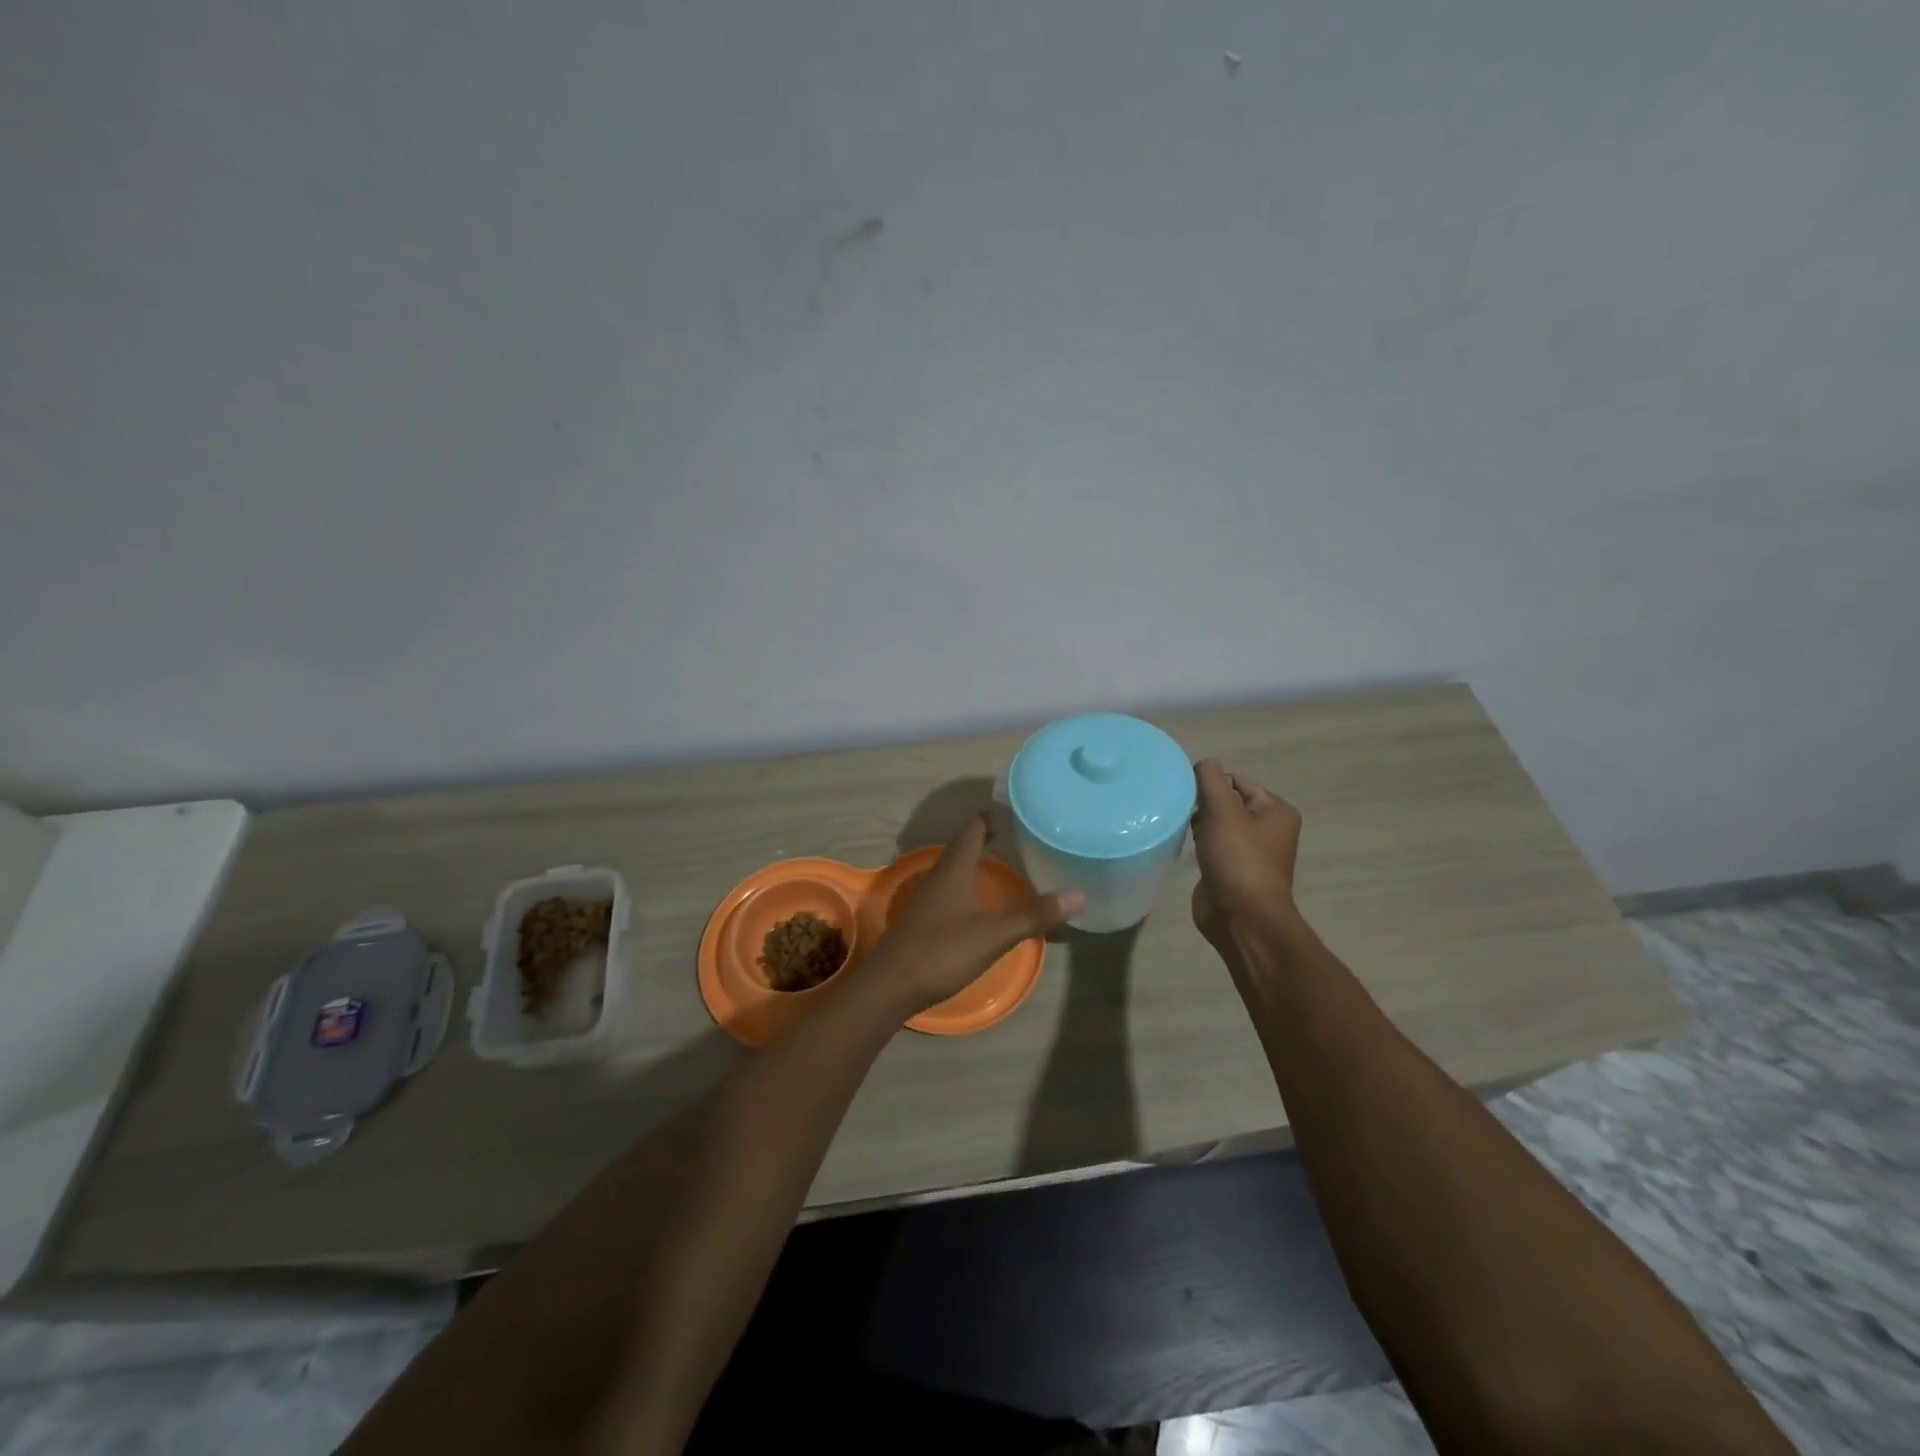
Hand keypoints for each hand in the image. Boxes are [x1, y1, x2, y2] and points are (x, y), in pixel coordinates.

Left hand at [858, 817, 1084, 1014]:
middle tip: (1019, 834)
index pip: (974, 828)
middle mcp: (939, 874)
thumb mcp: (994, 934)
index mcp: (954, 868)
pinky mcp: (924, 917)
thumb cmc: (943, 950)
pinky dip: (968, 883)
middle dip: (988, 836)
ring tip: (1004, 861)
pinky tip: (980, 899)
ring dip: (976, 860)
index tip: (1017, 811)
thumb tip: (1078, 894)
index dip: (994, 816)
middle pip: (964, 845)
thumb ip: (1034, 915)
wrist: (891, 984)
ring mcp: (928, 896)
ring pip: (955, 867)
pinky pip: (949, 887)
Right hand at [1190, 759, 1303, 947]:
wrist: (1242, 918)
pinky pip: (1212, 845)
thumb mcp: (1223, 811)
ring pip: (1217, 824)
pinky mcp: (1232, 869)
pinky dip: (1198, 843)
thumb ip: (1210, 780)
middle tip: (1181, 811)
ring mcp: (1250, 851)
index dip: (1210, 784)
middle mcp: (1268, 828)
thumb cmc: (1238, 860)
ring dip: (1198, 823)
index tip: (1186, 794)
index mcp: (1276, 810)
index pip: (1237, 781)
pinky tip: (1184, 847)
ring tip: (1179, 827)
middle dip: (1202, 803)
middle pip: (1227, 801)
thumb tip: (1203, 763)